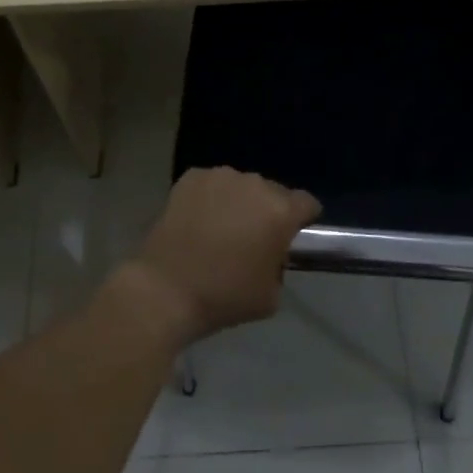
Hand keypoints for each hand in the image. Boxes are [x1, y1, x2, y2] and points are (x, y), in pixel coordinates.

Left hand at [126, 167, 320, 346]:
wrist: (166, 288)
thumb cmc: (224, 296)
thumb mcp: (271, 295)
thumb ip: (280, 265)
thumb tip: (271, 253)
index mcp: (280, 211)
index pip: (307, 203)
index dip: (304, 219)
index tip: (293, 235)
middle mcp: (254, 184)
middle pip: (273, 191)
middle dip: (268, 211)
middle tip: (253, 237)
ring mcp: (220, 176)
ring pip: (241, 186)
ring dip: (239, 202)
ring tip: (221, 228)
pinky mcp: (191, 177)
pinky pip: (212, 184)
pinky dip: (210, 198)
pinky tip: (198, 220)